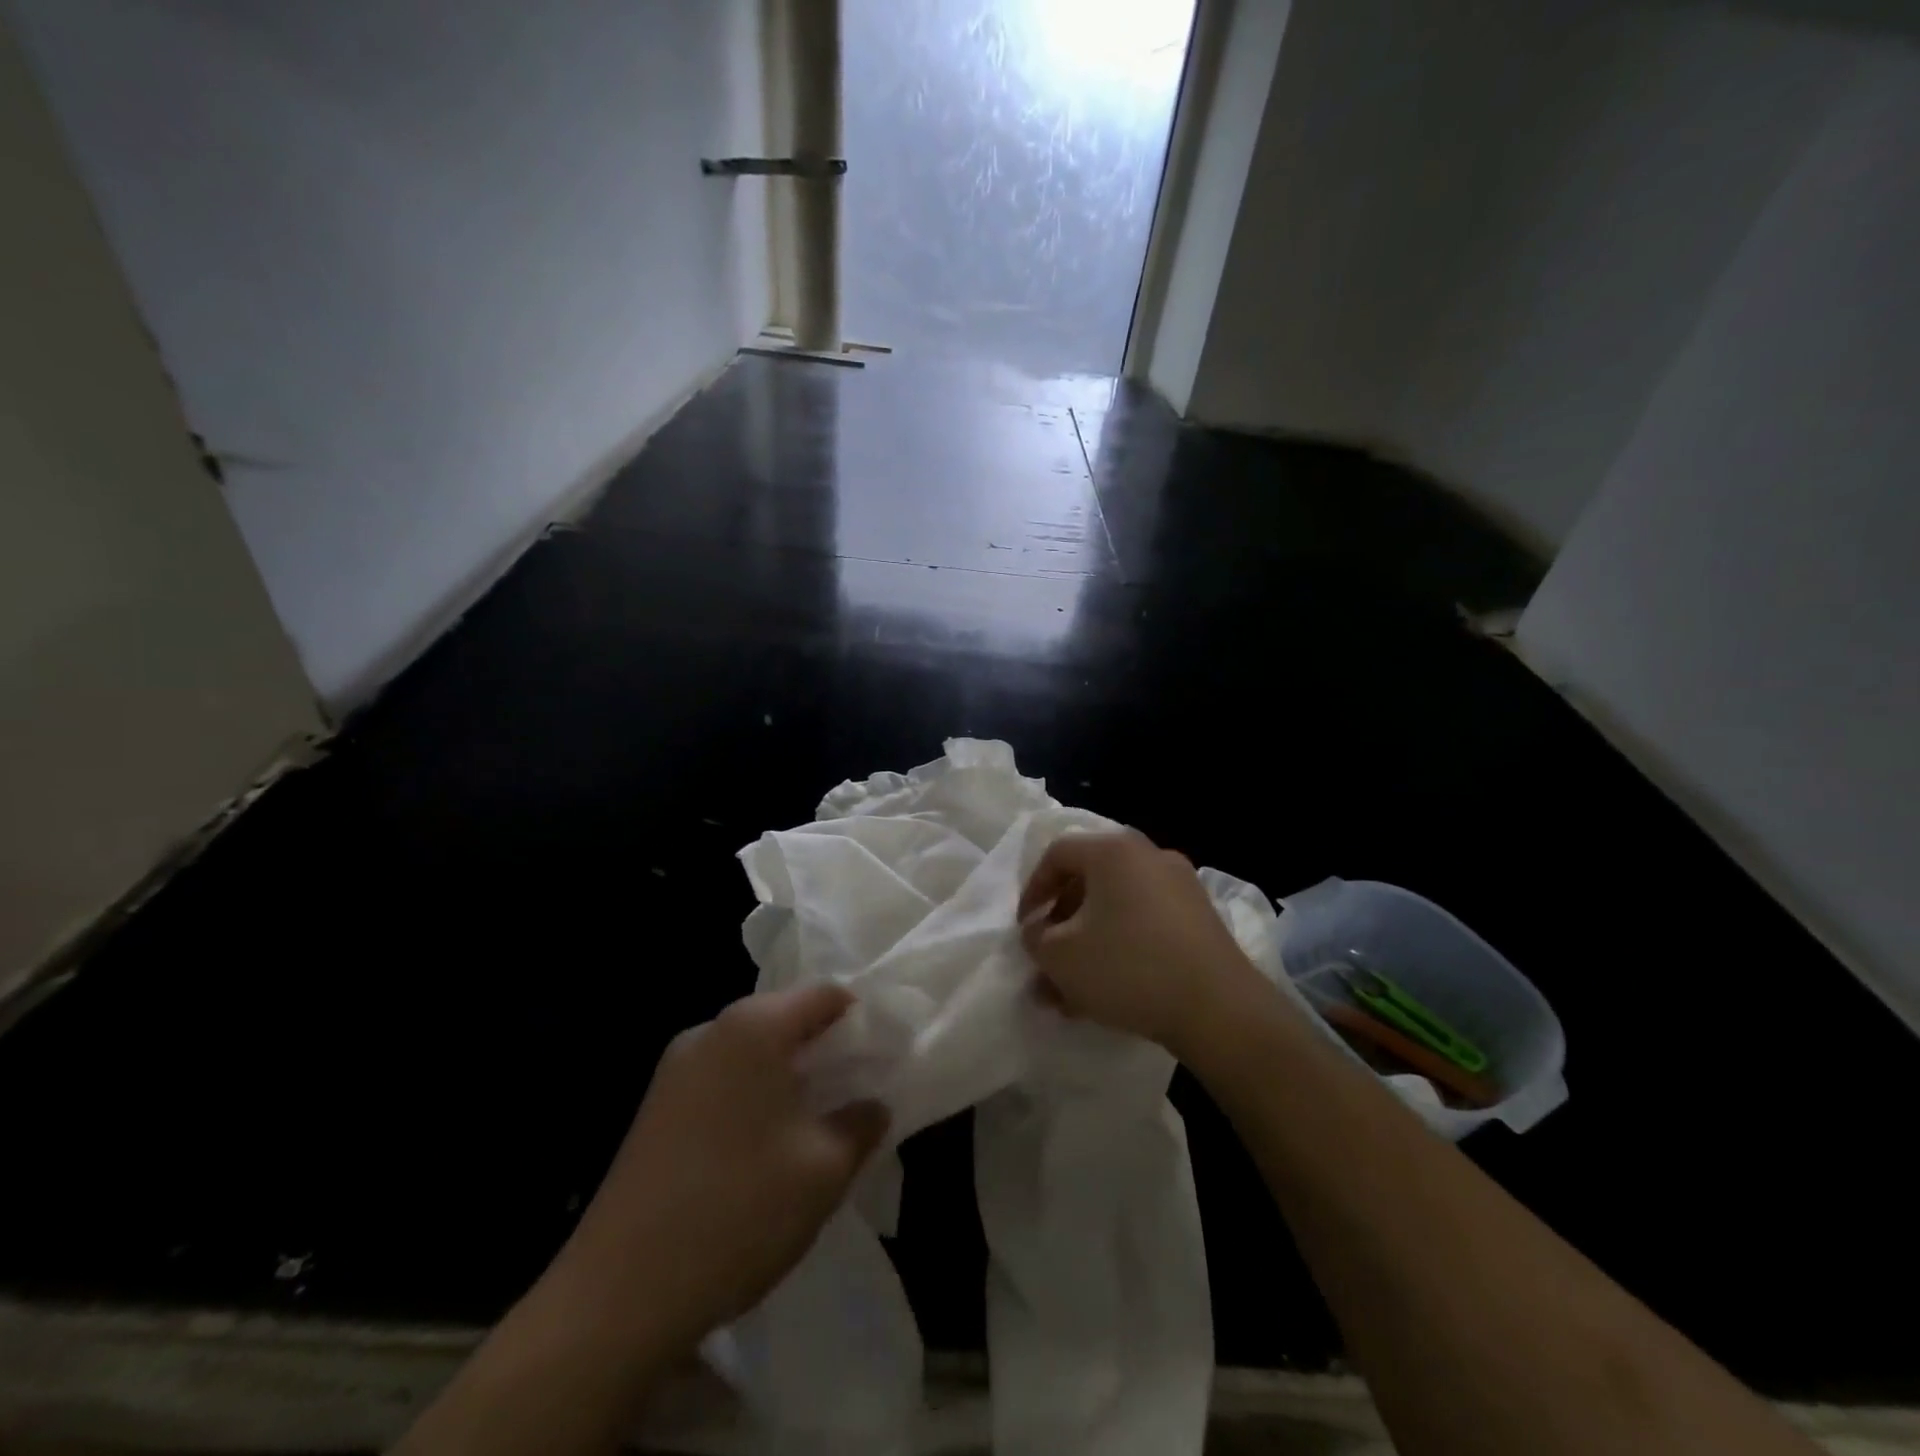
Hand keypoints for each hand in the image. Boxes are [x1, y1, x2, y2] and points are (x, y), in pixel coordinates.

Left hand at [560, 985, 888, 1350]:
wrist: (617, 1296)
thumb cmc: (738, 1211)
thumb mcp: (823, 1170)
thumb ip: (861, 1124)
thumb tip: (873, 1105)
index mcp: (753, 1027)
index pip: (825, 995)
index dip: (861, 1020)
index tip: (883, 1057)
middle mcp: (710, 1031)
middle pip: (785, 1019)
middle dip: (824, 1051)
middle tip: (854, 1095)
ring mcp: (674, 1068)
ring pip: (752, 1053)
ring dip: (788, 1078)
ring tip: (814, 1126)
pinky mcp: (654, 1107)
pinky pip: (721, 1080)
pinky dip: (752, 1097)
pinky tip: (762, 1149)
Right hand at [1018, 830, 1266, 1060]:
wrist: (1218, 1009)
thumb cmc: (1127, 968)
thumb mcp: (1060, 956)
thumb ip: (1035, 937)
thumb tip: (1039, 931)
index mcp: (1113, 851)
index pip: (1057, 854)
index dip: (1032, 890)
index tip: (1025, 928)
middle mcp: (1149, 857)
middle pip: (1089, 882)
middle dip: (1062, 924)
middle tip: (1047, 959)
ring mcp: (1181, 887)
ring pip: (1117, 909)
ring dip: (1088, 944)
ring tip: (1070, 991)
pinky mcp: (1201, 920)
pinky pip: (1145, 925)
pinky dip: (1121, 949)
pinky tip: (1107, 993)